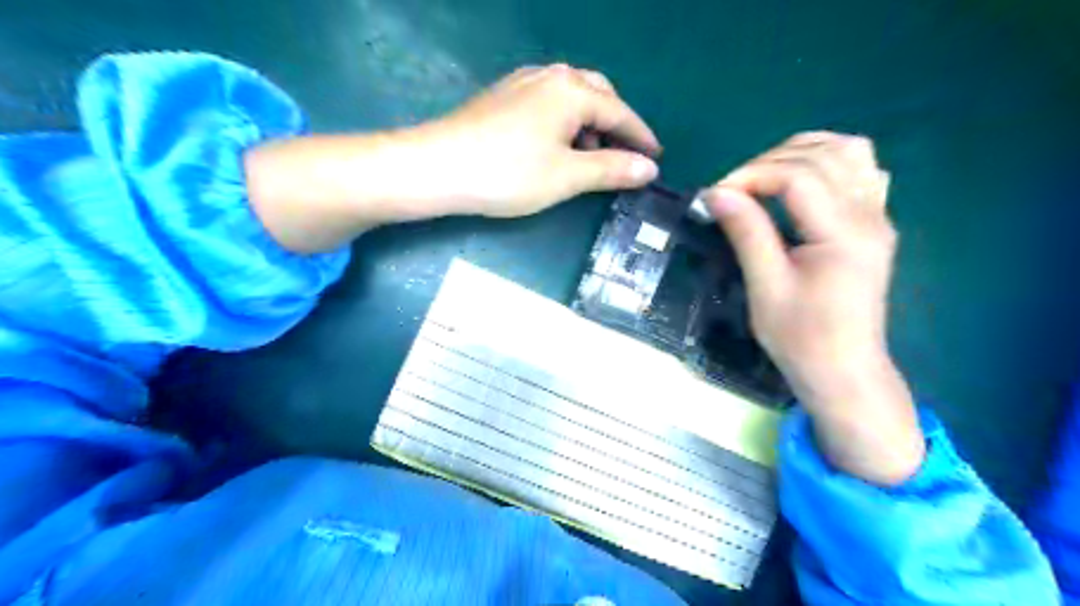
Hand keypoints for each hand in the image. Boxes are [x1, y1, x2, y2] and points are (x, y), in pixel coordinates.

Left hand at [420, 62, 657, 216]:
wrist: (437, 168)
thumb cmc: (508, 173)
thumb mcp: (567, 176)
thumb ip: (611, 169)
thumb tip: (649, 168)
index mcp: (571, 91)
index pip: (619, 112)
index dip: (641, 137)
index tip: (657, 158)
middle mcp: (549, 76)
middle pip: (597, 94)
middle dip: (615, 124)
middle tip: (624, 154)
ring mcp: (522, 83)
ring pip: (570, 96)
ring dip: (588, 124)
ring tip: (589, 157)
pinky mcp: (502, 97)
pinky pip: (547, 102)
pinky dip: (563, 122)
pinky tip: (555, 145)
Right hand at [706, 133, 923, 487]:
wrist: (844, 370)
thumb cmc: (801, 337)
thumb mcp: (766, 288)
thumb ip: (747, 233)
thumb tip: (717, 193)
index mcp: (844, 234)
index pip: (799, 176)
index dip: (752, 175)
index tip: (716, 195)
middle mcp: (869, 216)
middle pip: (823, 155)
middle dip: (769, 162)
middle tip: (734, 190)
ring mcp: (878, 217)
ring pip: (849, 152)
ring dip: (801, 152)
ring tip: (764, 176)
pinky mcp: (874, 224)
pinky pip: (862, 170)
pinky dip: (828, 162)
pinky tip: (802, 182)